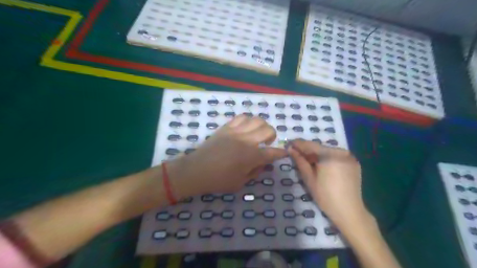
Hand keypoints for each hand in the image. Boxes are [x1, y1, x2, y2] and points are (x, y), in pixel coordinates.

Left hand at [167, 116, 286, 199]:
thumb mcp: (240, 182)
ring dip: (261, 126)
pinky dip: (247, 120)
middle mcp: (246, 140)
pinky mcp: (226, 127)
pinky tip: (245, 128)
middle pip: (268, 130)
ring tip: (257, 133)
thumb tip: (263, 163)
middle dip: (273, 136)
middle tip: (267, 143)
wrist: (196, 170)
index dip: (280, 153)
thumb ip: (255, 171)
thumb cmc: (218, 180)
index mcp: (251, 156)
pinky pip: (241, 117)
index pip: (272, 152)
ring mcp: (236, 131)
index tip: (284, 152)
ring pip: (256, 119)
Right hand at [284, 141, 365, 226]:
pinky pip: (337, 156)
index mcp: (330, 155)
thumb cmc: (325, 196)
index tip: (289, 144)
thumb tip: (290, 149)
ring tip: (307, 160)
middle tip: (296, 153)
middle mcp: (341, 152)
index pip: (310, 145)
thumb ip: (300, 161)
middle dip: (308, 150)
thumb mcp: (309, 178)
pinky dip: (327, 158)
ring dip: (317, 154)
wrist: (349, 212)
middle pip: (320, 148)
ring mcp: (349, 157)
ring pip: (328, 151)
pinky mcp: (354, 163)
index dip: (298, 144)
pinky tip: (321, 165)